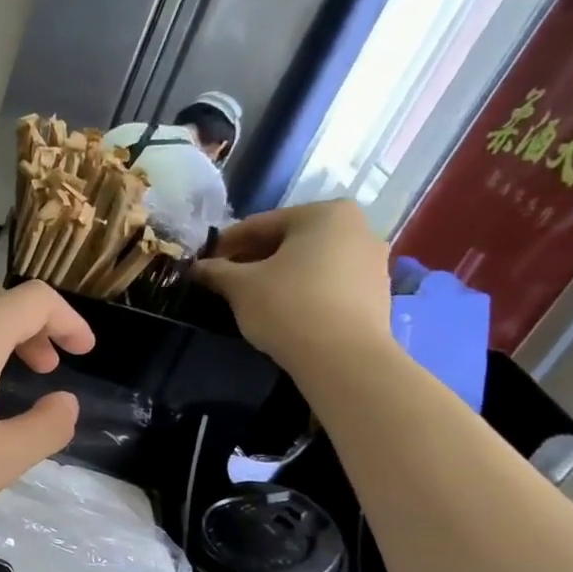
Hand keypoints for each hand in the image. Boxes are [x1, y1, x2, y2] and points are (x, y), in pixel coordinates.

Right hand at [192, 200, 391, 371]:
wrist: (343, 357)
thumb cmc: (288, 306)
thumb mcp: (240, 286)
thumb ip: (216, 271)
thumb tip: (196, 268)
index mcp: (324, 213)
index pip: (260, 224)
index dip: (226, 244)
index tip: (204, 262)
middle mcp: (356, 227)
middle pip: (289, 240)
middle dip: (253, 259)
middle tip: (225, 280)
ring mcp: (372, 260)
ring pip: (310, 262)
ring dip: (278, 274)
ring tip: (250, 297)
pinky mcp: (376, 292)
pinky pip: (328, 282)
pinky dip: (302, 290)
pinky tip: (282, 310)